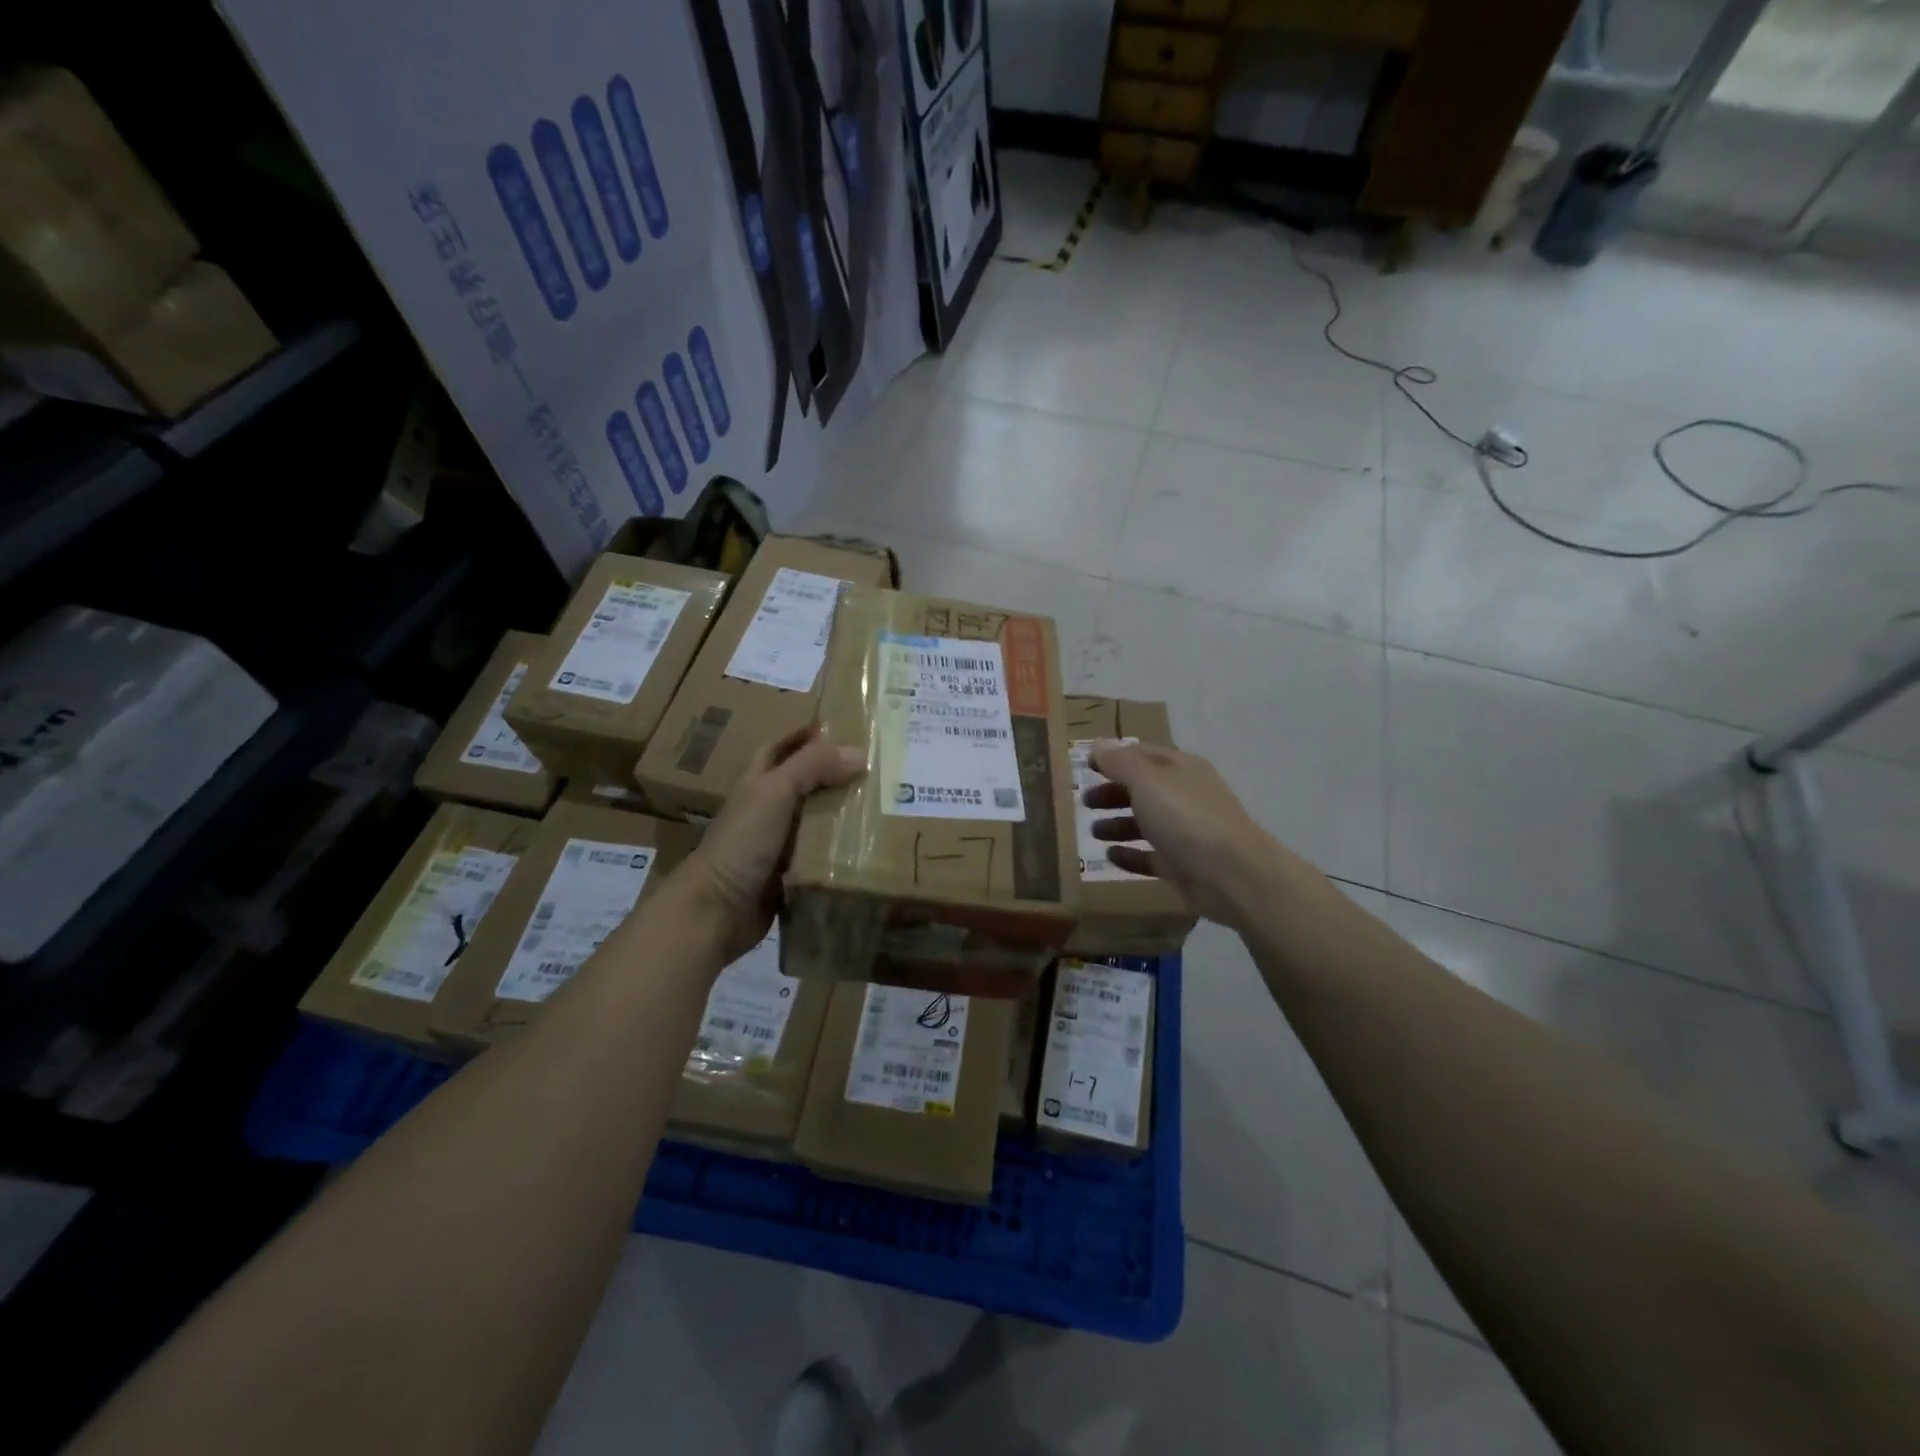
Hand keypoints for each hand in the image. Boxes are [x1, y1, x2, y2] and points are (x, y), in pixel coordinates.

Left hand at [678, 724, 863, 962]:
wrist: (718, 909)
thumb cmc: (742, 842)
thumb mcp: (775, 792)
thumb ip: (812, 767)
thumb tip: (859, 752)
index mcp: (757, 783)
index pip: (780, 748)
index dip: (803, 735)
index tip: (840, 726)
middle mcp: (767, 810)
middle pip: (804, 784)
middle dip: (834, 775)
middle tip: (876, 768)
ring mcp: (778, 845)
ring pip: (817, 822)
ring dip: (843, 815)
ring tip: (884, 805)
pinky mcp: (790, 875)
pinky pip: (821, 857)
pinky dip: (841, 852)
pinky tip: (870, 847)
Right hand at [1084, 740, 1295, 928]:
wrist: (1232, 876)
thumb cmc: (1186, 818)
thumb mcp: (1147, 782)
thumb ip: (1120, 763)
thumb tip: (1099, 745)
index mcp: (1180, 769)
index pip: (1142, 754)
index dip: (1113, 756)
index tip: (1084, 765)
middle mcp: (1185, 796)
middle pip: (1142, 789)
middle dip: (1112, 793)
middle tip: (1084, 801)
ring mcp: (1185, 833)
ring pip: (1146, 823)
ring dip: (1118, 824)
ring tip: (1092, 831)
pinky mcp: (1182, 866)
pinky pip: (1150, 857)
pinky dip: (1130, 855)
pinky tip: (1109, 856)